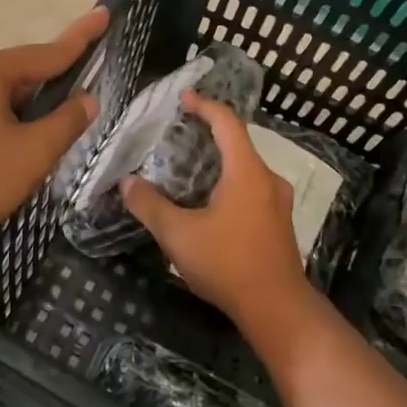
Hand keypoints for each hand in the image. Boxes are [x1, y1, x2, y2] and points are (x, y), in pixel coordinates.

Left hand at [0, 7, 107, 255]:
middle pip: (22, 76)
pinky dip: (0, 129)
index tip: (104, 13)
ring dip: (24, 118)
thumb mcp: (32, 153)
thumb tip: (87, 100)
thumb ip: (66, 123)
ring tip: (39, 151)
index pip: (48, 52)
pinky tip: (3, 160)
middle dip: (50, 93)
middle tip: (77, 114)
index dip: (81, 36)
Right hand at [122, 91, 309, 324]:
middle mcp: (267, 179)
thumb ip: (150, 205)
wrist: (277, 309)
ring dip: (221, 159)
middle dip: (210, 132)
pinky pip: (252, 188)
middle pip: (239, 142)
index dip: (205, 105)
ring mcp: (278, 202)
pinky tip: (211, 200)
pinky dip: (230, 181)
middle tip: (181, 131)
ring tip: (191, 165)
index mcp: (246, 171)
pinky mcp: (279, 223)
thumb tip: (127, 183)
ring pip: (247, 167)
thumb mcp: (179, 235)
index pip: (227, 123)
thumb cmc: (228, 264)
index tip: (184, 97)